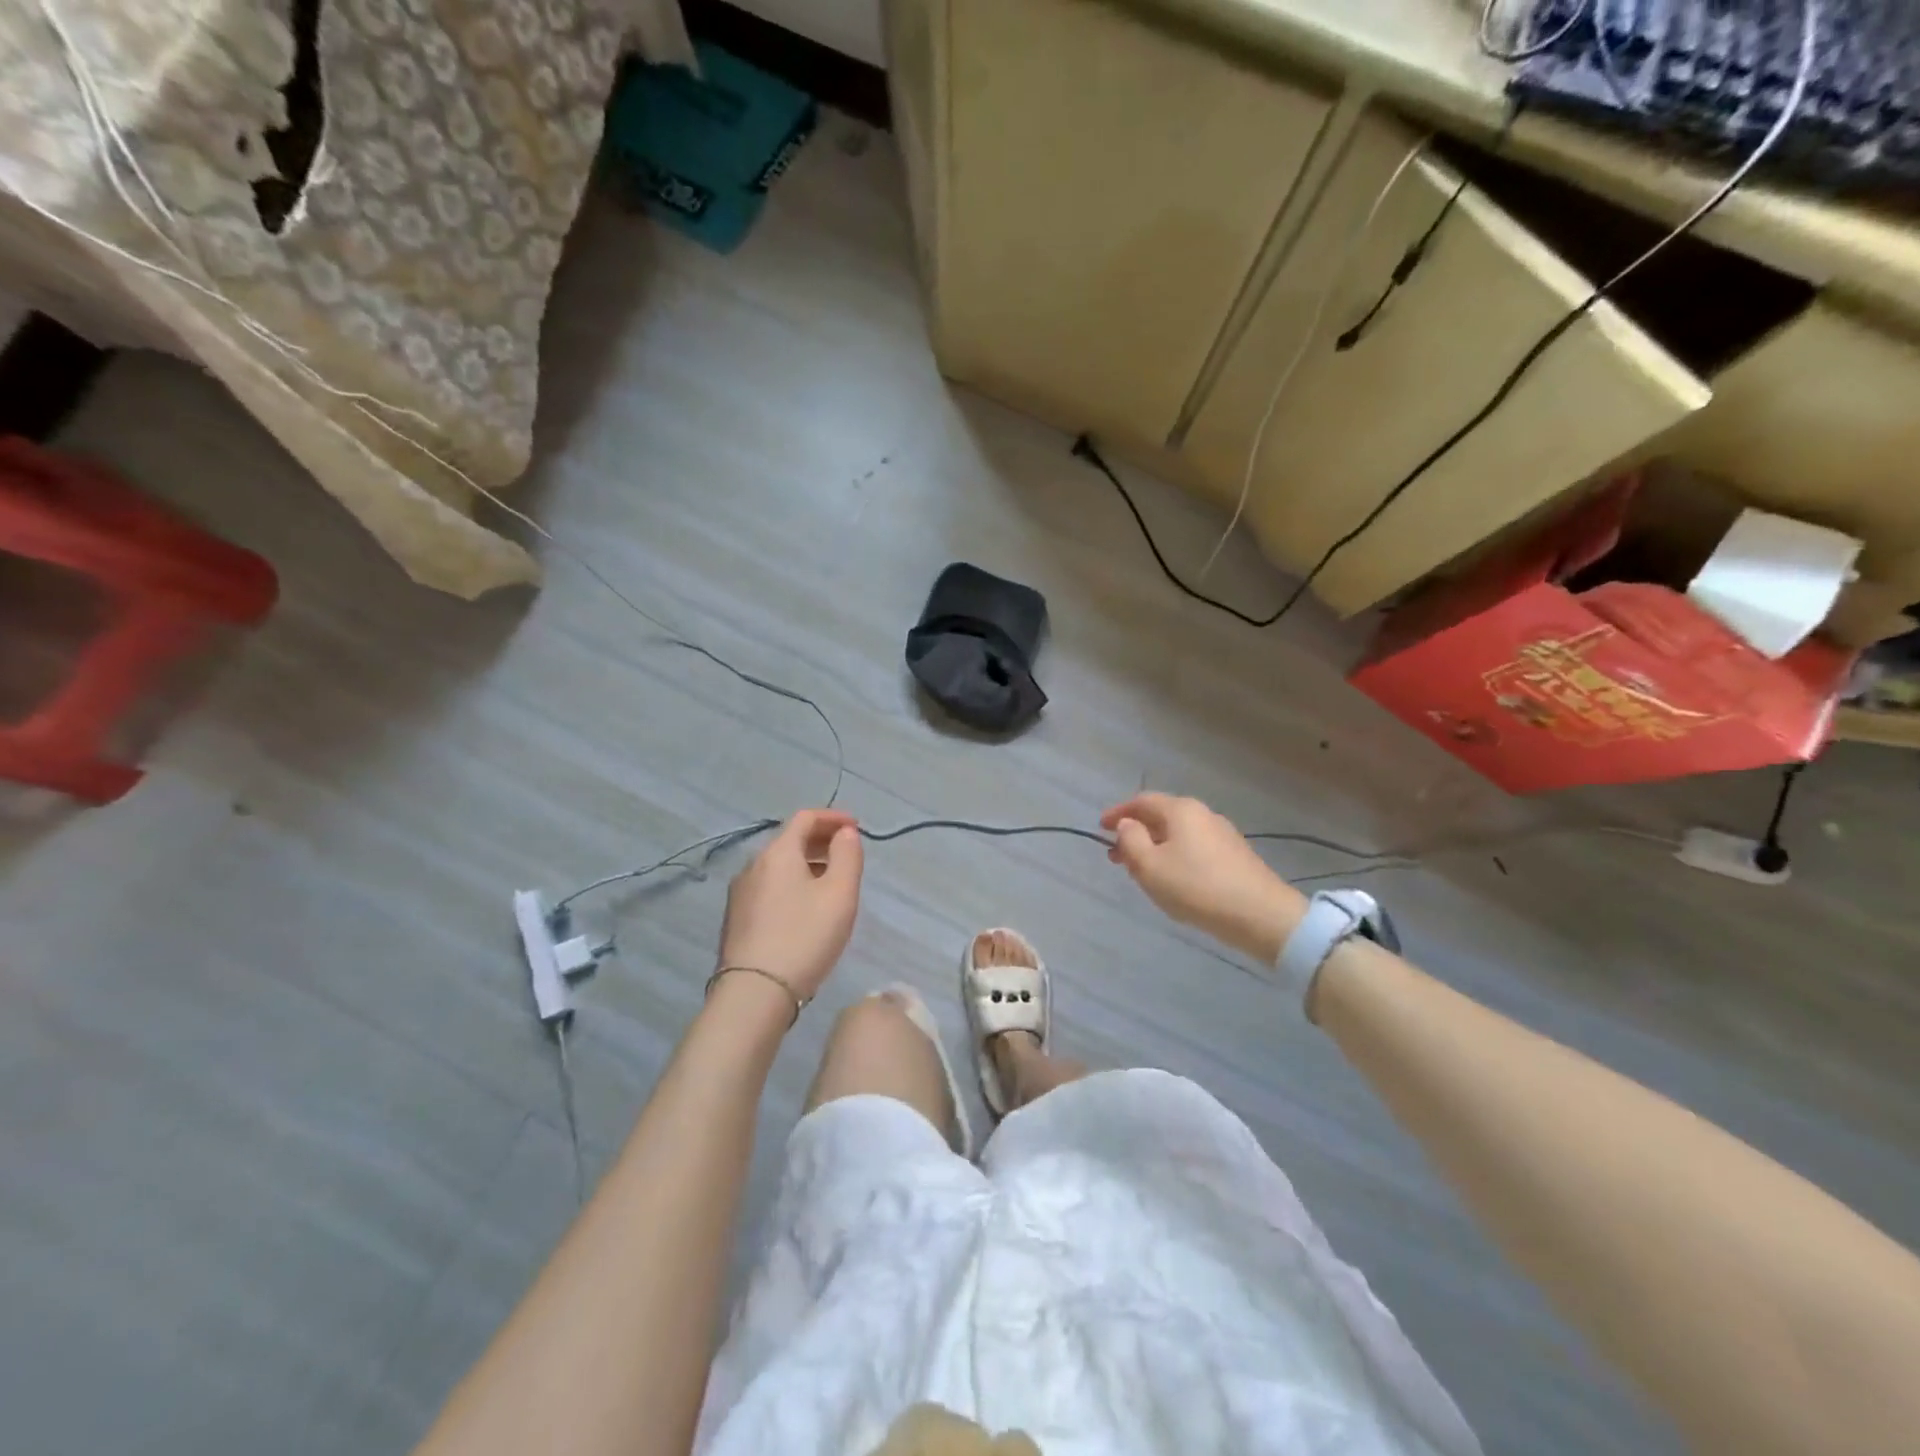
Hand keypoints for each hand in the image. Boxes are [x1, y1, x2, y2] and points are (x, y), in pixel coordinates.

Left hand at [717, 810, 863, 1001]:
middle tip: (847, 854)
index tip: (856, 827)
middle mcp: (753, 865)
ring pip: (779, 866)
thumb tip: (845, 833)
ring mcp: (740, 893)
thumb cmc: (805, 936)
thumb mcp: (840, 894)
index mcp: (778, 852)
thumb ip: (848, 855)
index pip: (805, 818)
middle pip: (790, 840)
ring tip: (831, 883)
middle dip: (821, 840)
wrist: (755, 992)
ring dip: (807, 864)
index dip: (833, 817)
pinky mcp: (736, 919)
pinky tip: (805, 908)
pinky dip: (792, 884)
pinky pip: (769, 887)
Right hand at [1101, 793, 1305, 960]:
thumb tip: (1127, 824)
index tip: (1100, 828)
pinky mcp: (1234, 856)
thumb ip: (1131, 841)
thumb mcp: (1149, 866)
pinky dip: (1174, 856)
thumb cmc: (1196, 887)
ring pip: (1178, 834)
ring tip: (1140, 871)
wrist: (1260, 915)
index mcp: (1180, 810)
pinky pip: (1194, 848)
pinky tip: (1172, 879)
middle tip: (1116, 856)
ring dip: (1155, 847)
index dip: (1118, 813)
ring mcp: (1222, 834)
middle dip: (1135, 833)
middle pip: (1161, 816)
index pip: (1141, 801)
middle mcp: (1203, 814)